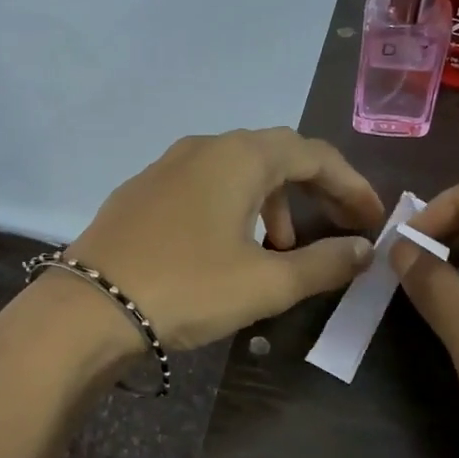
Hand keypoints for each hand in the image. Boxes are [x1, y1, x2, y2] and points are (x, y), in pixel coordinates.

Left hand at [66, 128, 385, 351]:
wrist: (86, 309)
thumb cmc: (187, 288)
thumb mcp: (265, 283)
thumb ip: (322, 264)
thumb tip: (363, 250)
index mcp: (240, 157)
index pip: (314, 154)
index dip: (351, 184)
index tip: (372, 219)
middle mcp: (204, 148)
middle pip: (276, 155)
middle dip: (315, 188)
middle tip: (338, 224)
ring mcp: (166, 167)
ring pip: (237, 171)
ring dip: (272, 202)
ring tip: (282, 247)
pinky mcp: (141, 192)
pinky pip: (204, 186)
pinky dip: (234, 208)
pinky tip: (228, 248)